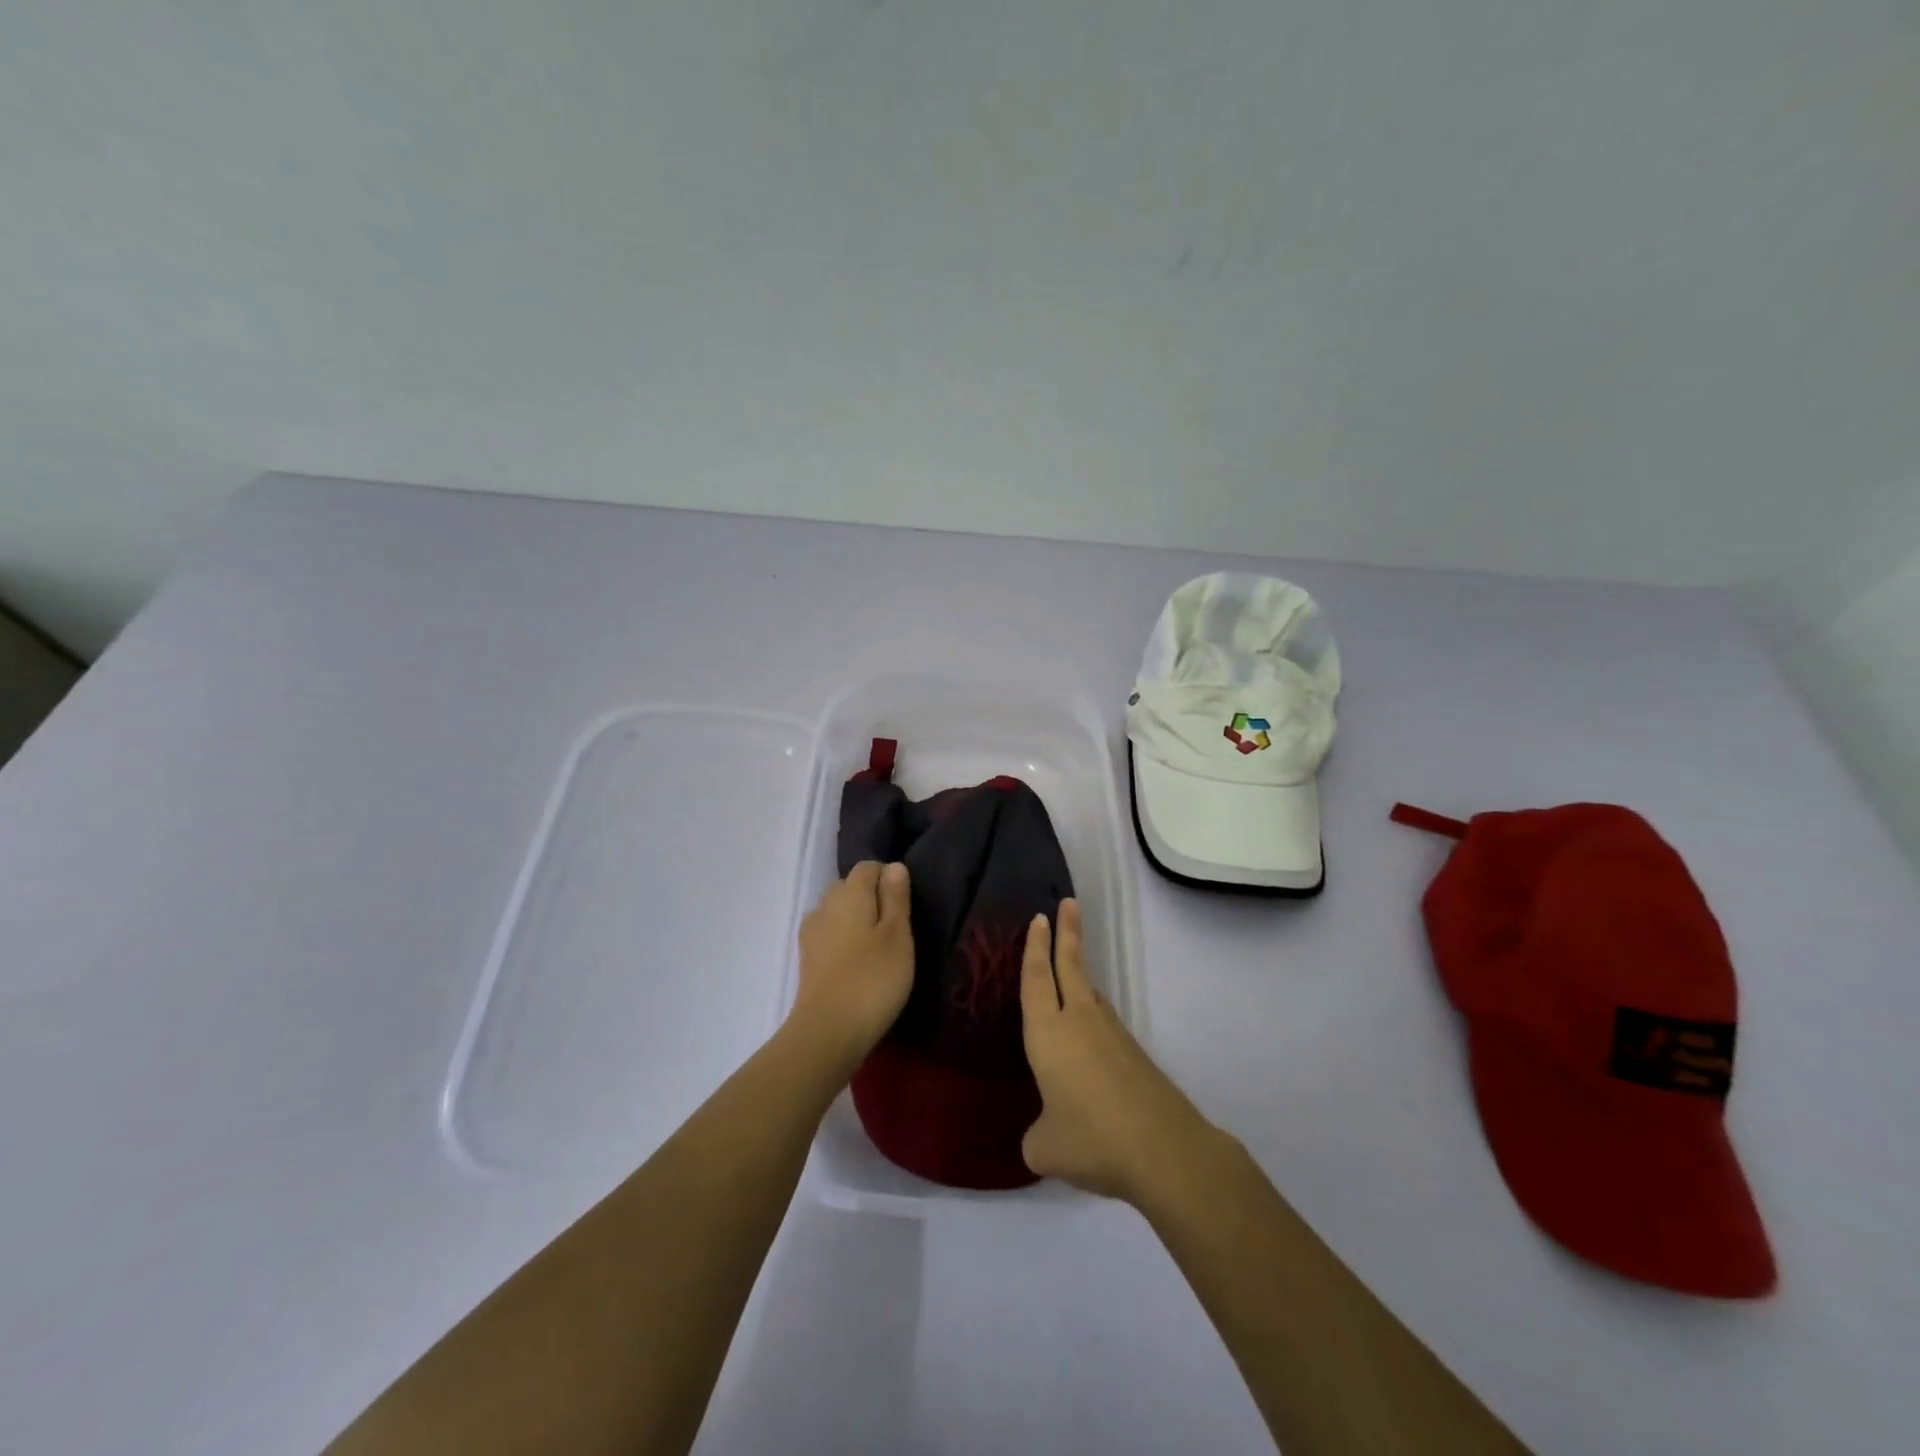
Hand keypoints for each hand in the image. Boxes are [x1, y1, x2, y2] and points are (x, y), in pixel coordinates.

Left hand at [788, 861, 914, 1077]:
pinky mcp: (807, 958)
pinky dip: (845, 941)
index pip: (868, 867)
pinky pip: (830, 935)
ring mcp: (812, 932)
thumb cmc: (873, 978)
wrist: (827, 1031)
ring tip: (879, 948)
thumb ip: (896, 897)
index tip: (907, 905)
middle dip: (872, 898)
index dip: (889, 878)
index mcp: (849, 892)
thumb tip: (893, 866)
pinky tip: (858, 964)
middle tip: (897, 929)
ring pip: (838, 912)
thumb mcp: (898, 935)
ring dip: (857, 921)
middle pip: (850, 887)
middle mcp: (825, 904)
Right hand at [1020, 899, 1219, 1204]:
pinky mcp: (1133, 1054)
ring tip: (1070, 967)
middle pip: (1070, 966)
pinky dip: (1092, 1013)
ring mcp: (1111, 1035)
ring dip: (1079, 973)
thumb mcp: (1045, 1148)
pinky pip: (1103, 1022)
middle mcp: (1079, 1022)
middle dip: (1067, 933)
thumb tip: (1043, 1135)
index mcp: (1048, 1033)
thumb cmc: (1091, 1138)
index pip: (1036, 979)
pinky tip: (1089, 1036)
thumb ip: (1036, 1136)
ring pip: (1090, 993)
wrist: (1163, 1149)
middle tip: (1068, 902)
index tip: (1038, 917)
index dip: (1034, 948)